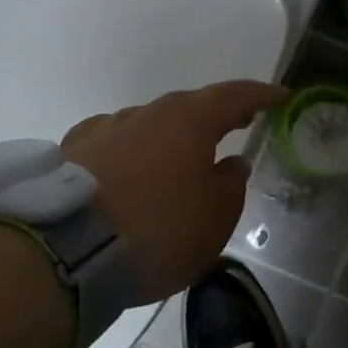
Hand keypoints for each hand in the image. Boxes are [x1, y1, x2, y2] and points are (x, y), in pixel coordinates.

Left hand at [61, 79, 289, 299]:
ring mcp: (104, 129)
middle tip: (235, 125)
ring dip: (169, 138)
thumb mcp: (214, 219)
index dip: (260, 95)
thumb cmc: (158, 231)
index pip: (234, 95)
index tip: (280, 96)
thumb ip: (230, 185)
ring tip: (177, 163)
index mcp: (189, 120)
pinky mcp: (72, 152)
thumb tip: (232, 162)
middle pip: (189, 107)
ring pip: (148, 125)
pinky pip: (113, 144)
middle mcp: (146, 113)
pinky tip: (127, 172)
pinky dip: (131, 153)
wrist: (66, 252)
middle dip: (215, 116)